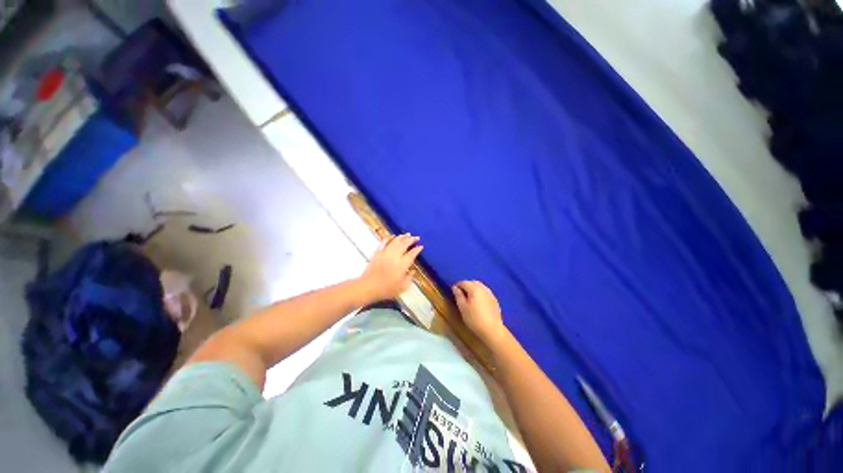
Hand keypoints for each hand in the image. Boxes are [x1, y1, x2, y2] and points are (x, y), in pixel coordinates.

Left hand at [359, 234, 422, 302]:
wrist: (368, 287)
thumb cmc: (386, 289)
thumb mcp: (402, 287)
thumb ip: (409, 278)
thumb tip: (412, 270)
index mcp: (402, 264)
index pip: (412, 253)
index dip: (417, 249)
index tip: (421, 246)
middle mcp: (395, 256)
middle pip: (404, 244)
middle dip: (411, 239)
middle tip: (416, 237)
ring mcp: (385, 253)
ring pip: (395, 241)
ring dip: (402, 237)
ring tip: (407, 235)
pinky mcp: (377, 252)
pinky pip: (384, 242)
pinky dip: (389, 237)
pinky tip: (392, 236)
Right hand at [452, 280, 507, 345]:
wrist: (492, 330)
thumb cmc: (474, 319)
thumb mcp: (462, 308)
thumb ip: (458, 296)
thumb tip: (454, 287)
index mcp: (474, 289)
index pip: (464, 282)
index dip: (457, 285)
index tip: (453, 291)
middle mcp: (483, 288)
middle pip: (473, 282)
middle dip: (466, 285)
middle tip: (461, 293)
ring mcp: (490, 293)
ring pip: (480, 286)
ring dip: (473, 288)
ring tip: (469, 297)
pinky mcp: (494, 299)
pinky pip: (485, 292)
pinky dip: (480, 293)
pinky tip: (478, 301)